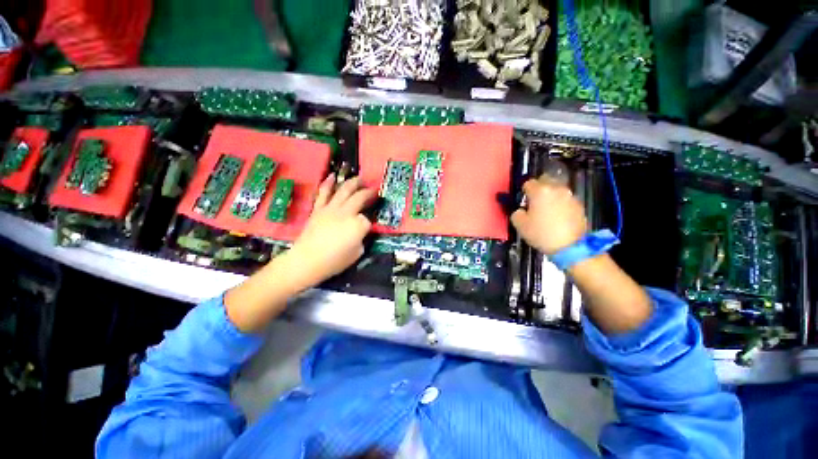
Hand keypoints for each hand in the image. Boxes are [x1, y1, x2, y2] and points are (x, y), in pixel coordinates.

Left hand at [224, 174, 374, 332]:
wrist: (307, 261)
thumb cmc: (334, 261)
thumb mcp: (357, 253)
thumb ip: (362, 238)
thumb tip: (361, 230)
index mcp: (358, 225)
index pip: (368, 219)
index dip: (370, 221)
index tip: (370, 225)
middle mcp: (346, 212)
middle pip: (360, 197)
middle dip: (369, 192)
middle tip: (374, 190)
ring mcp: (331, 208)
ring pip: (344, 190)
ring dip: (354, 182)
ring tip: (360, 178)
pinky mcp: (319, 209)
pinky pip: (324, 192)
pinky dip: (328, 183)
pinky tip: (333, 175)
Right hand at [511, 178, 587, 254]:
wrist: (571, 246)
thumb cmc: (542, 233)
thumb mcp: (520, 225)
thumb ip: (517, 213)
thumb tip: (521, 210)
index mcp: (540, 191)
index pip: (528, 183)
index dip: (524, 192)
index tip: (523, 201)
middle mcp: (556, 188)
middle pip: (545, 180)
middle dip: (538, 188)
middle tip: (534, 202)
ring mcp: (570, 195)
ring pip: (556, 189)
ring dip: (550, 195)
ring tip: (546, 209)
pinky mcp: (579, 204)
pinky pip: (565, 199)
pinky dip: (560, 203)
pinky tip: (557, 216)